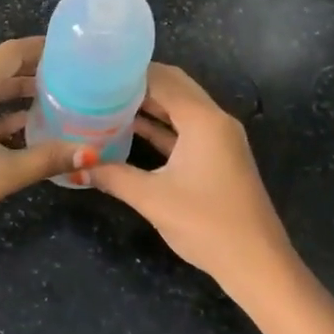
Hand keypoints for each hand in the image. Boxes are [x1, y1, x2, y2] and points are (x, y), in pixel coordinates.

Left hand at [0, 37, 93, 259]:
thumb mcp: (3, 173)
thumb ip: (48, 158)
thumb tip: (91, 154)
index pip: (10, 52)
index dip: (42, 49)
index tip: (73, 52)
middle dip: (32, 72)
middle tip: (71, 79)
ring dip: (14, 93)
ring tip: (55, 101)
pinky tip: (22, 128)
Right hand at [89, 63, 299, 292]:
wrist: (256, 264)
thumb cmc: (206, 224)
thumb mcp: (152, 198)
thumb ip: (113, 176)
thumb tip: (77, 165)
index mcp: (203, 120)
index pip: (163, 79)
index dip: (130, 72)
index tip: (96, 70)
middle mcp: (214, 120)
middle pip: (175, 87)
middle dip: (138, 83)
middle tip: (98, 82)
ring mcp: (219, 139)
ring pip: (180, 108)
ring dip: (149, 104)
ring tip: (107, 101)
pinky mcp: (218, 157)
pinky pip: (185, 129)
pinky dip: (161, 126)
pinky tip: (130, 130)